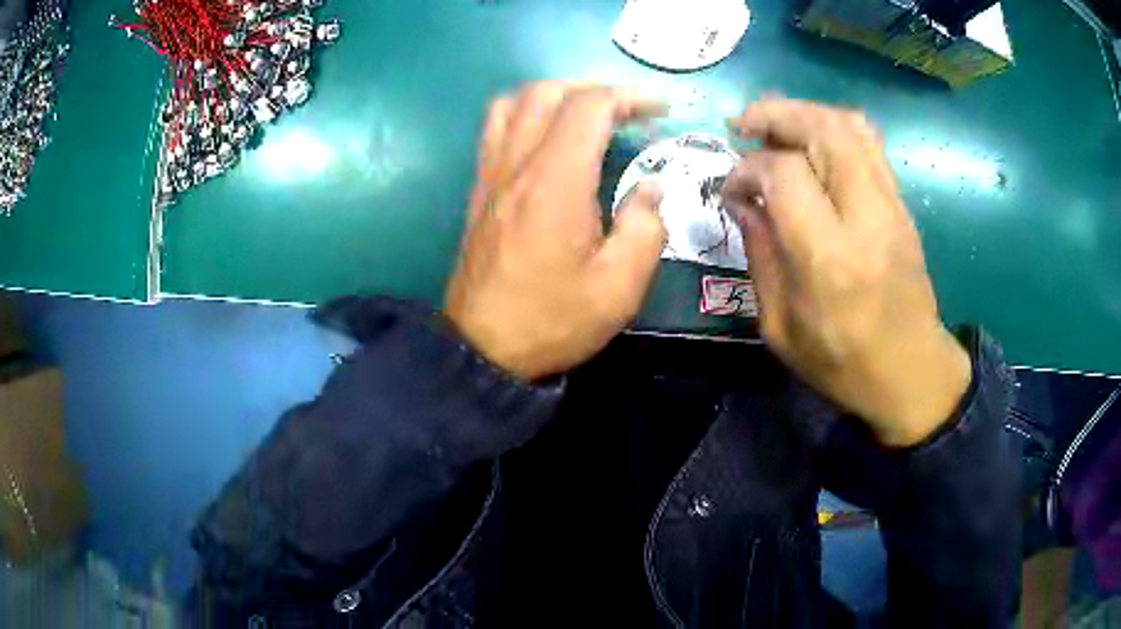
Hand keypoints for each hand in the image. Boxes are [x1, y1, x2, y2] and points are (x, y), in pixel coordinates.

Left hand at [444, 82, 668, 380]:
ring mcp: (491, 175)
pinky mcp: (479, 190)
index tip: (660, 109)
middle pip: (546, 92)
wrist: (482, 349)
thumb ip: (645, 227)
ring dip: (553, 94)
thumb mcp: (619, 287)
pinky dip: (524, 114)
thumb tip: (651, 187)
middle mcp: (516, 165)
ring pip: (513, 103)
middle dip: (593, 88)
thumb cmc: (553, 320)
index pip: (589, 107)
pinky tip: (546, 138)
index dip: (629, 96)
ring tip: (585, 113)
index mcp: (555, 182)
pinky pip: (495, 129)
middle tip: (627, 108)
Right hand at [724, 98, 971, 446]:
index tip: (732, 187)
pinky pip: (869, 143)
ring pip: (849, 126)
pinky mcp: (902, 206)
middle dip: (775, 115)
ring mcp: (891, 207)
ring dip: (805, 113)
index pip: (784, 174)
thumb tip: (742, 201)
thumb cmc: (842, 364)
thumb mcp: (781, 327)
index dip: (747, 167)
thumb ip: (760, 255)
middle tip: (744, 124)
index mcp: (829, 259)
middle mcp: (865, 219)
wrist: (912, 373)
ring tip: (776, 125)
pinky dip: (833, 128)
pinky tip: (812, 143)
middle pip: (822, 130)